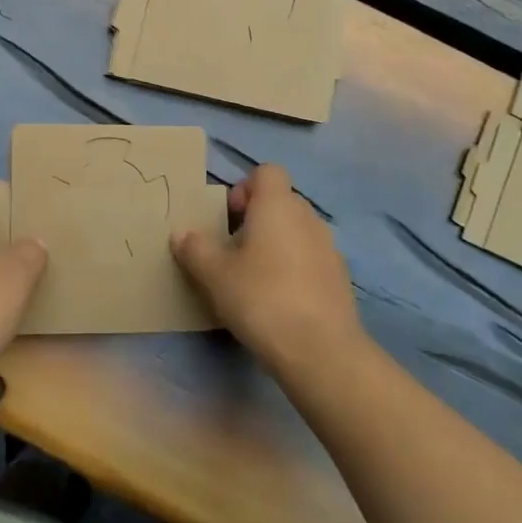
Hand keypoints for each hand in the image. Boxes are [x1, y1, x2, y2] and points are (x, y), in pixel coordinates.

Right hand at [172, 164, 364, 379]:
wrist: (320, 350)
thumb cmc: (261, 298)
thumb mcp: (214, 274)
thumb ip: (195, 248)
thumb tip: (181, 233)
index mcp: (277, 205)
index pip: (266, 172)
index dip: (245, 188)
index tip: (229, 218)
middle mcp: (307, 217)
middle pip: (280, 201)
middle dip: (257, 219)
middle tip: (234, 251)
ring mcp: (329, 247)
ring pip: (297, 231)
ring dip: (276, 244)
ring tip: (255, 279)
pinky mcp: (340, 277)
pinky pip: (311, 258)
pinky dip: (295, 268)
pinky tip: (280, 301)